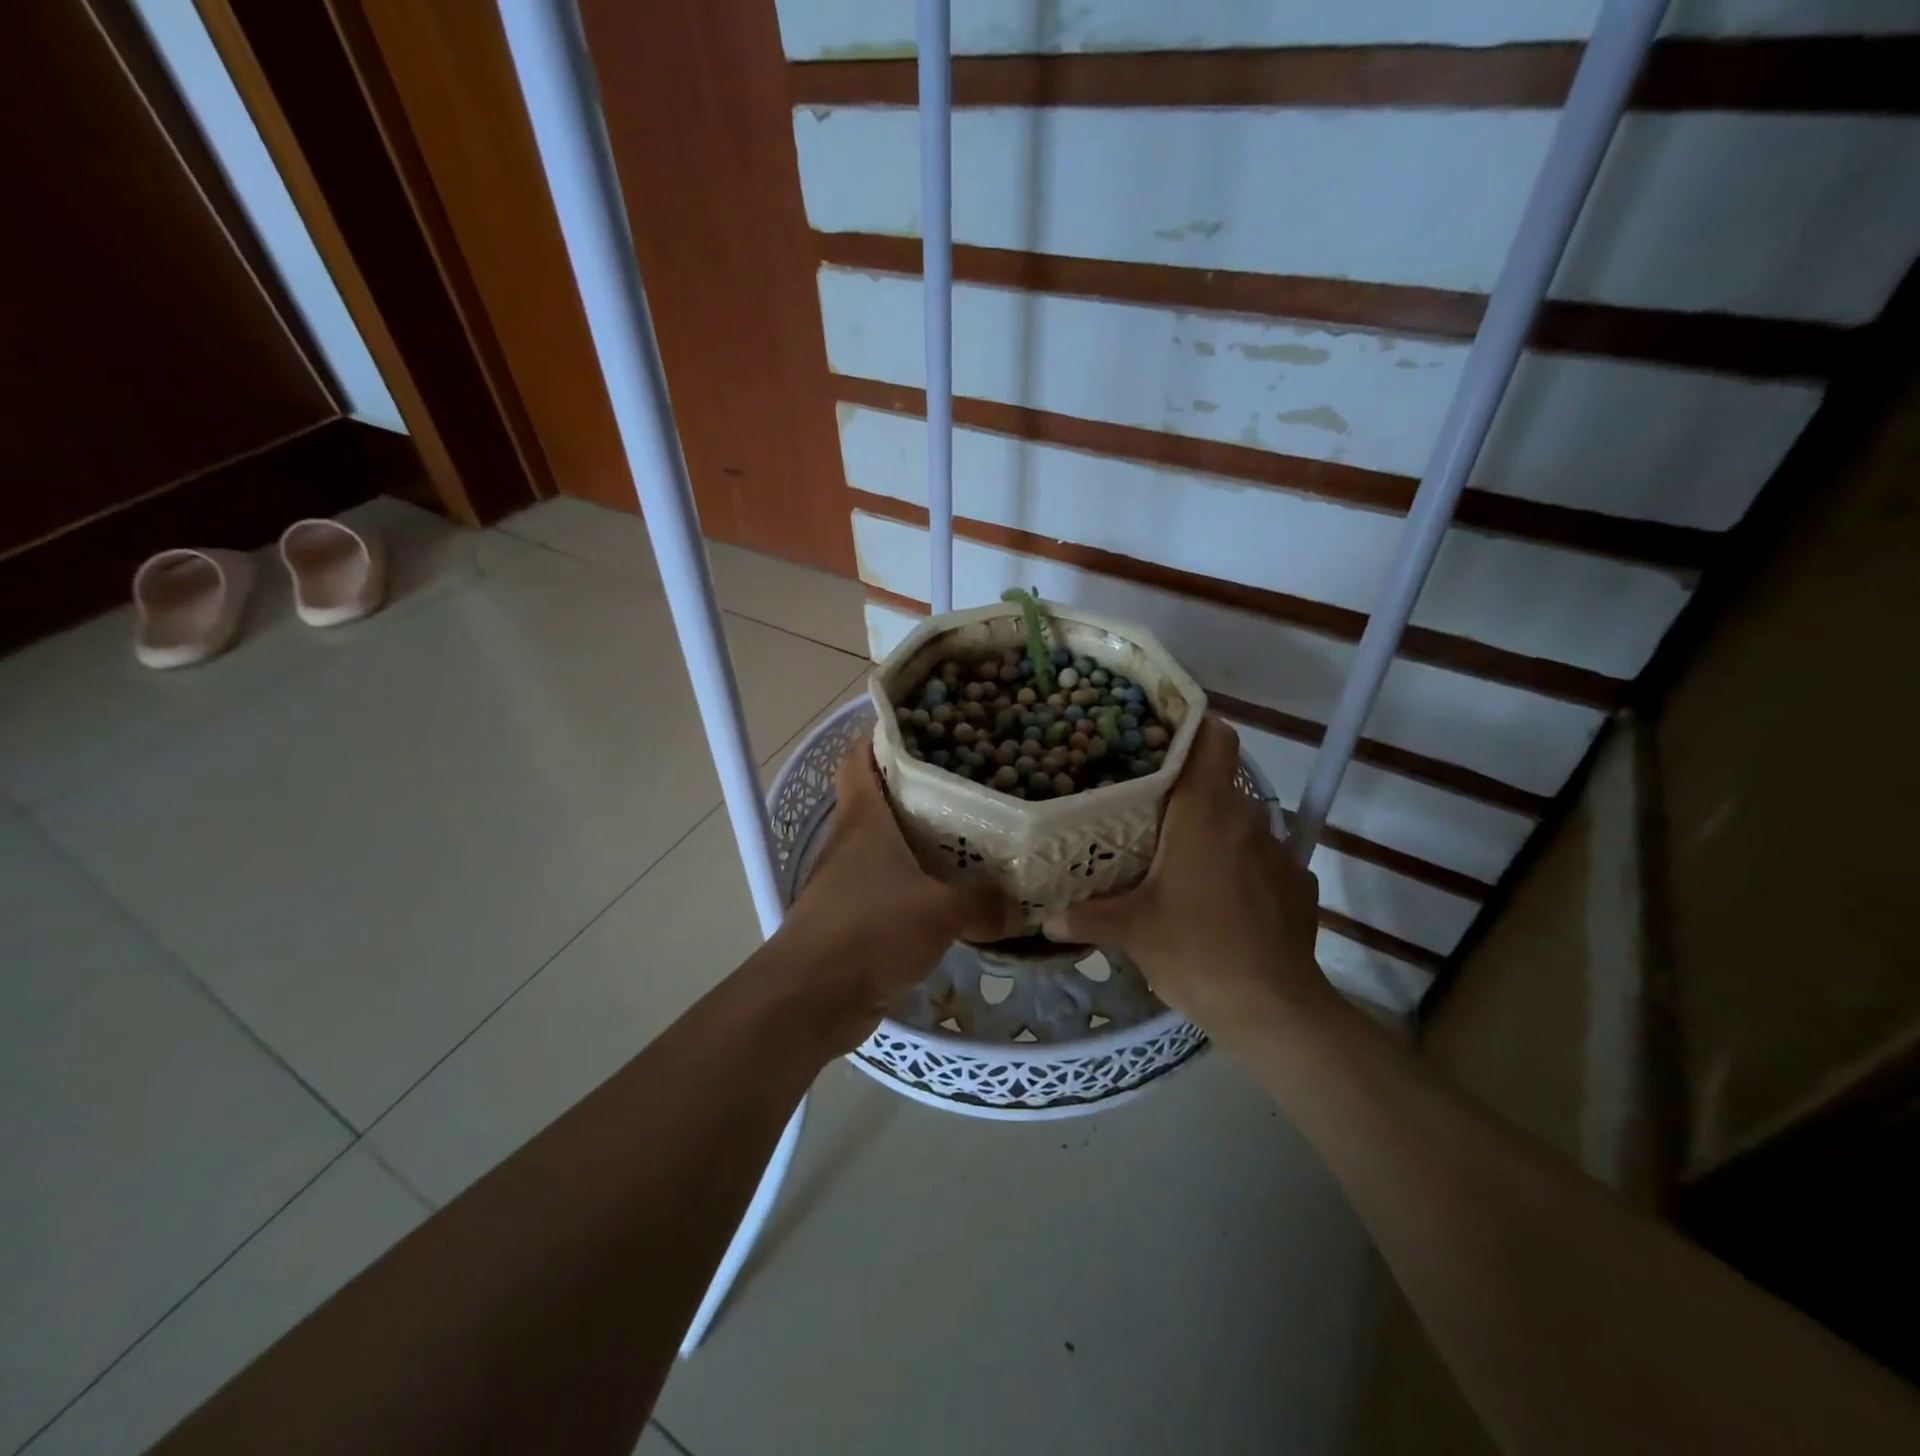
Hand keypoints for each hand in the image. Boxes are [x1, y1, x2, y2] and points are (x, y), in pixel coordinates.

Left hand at [774, 736, 1016, 1042]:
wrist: (812, 998)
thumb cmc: (870, 932)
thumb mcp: (939, 912)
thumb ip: (983, 903)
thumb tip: (1020, 906)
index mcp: (863, 820)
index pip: (859, 759)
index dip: (880, 738)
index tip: (921, 729)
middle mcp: (850, 843)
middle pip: (879, 800)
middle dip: (918, 791)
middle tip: (968, 785)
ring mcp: (847, 882)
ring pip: (886, 848)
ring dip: (918, 843)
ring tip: (968, 838)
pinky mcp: (851, 919)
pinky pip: (888, 890)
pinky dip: (914, 887)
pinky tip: (948, 895)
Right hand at [1042, 717, 1331, 1040]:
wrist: (1273, 1010)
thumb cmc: (1196, 951)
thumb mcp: (1132, 931)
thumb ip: (1088, 916)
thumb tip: (1048, 918)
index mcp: (1206, 814)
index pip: (1214, 740)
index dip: (1194, 726)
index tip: (1162, 732)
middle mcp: (1247, 820)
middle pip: (1220, 783)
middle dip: (1187, 790)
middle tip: (1149, 807)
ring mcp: (1279, 852)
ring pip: (1240, 823)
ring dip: (1214, 832)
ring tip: (1181, 859)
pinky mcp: (1298, 885)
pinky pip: (1261, 861)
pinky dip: (1241, 869)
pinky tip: (1221, 902)